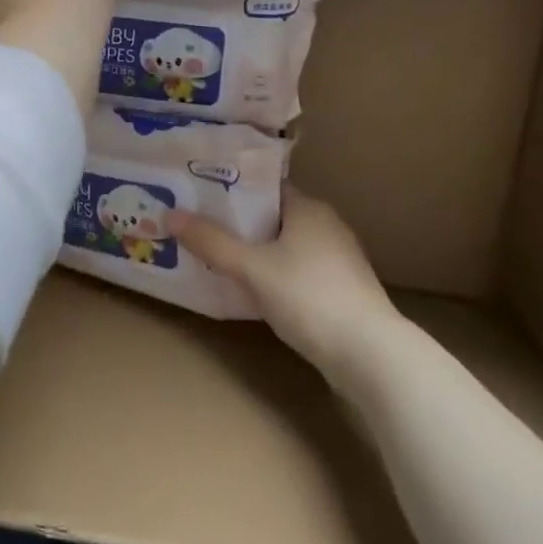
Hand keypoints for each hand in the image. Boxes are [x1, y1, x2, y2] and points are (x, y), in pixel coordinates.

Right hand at [169, 186, 398, 385]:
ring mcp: (338, 259)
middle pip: (273, 215)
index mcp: (308, 207)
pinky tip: (253, 290)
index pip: (264, 186)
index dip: (231, 189)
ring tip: (217, 258)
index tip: (199, 196)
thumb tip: (170, 214)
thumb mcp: (252, 268)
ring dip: (256, 251)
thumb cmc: (310, 298)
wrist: (372, 356)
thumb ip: (211, 242)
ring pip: (286, 245)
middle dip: (238, 223)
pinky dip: (275, 274)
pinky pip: (298, 270)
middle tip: (199, 228)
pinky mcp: (342, 290)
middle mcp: (327, 225)